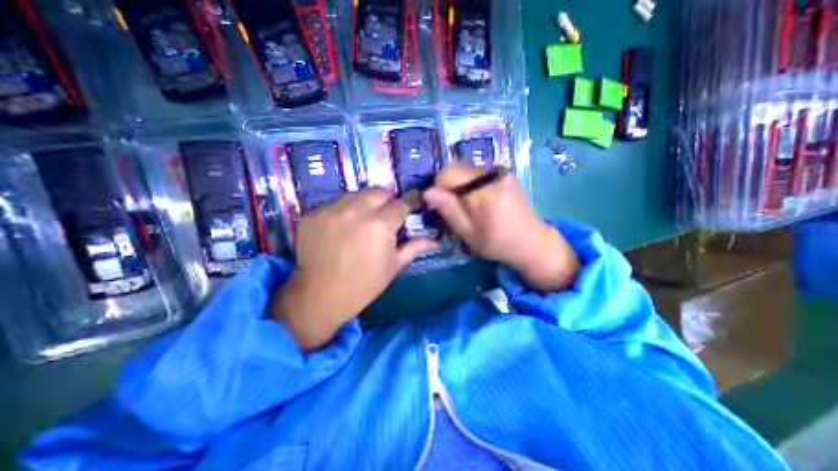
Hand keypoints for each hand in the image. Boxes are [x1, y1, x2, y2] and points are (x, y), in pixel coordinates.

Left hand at [269, 189, 439, 351]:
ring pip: (355, 195)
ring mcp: (331, 210)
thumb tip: (435, 240)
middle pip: (378, 192)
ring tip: (360, 223)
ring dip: (363, 205)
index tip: (414, 199)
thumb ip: (414, 247)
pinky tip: (339, 231)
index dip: (411, 200)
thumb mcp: (393, 266)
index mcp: (380, 225)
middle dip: (385, 201)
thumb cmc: (364, 284)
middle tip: (383, 217)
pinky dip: (342, 213)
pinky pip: (334, 205)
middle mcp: (356, 211)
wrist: (320, 297)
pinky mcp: (313, 215)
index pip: (402, 203)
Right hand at [423, 164, 580, 292]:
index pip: (449, 173)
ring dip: (460, 186)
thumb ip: (448, 210)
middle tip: (454, 208)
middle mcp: (493, 174)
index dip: (439, 187)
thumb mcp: (468, 233)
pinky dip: (471, 185)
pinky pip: (478, 173)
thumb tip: (428, 192)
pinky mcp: (505, 174)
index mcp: (484, 191)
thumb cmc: (498, 243)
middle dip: (449, 187)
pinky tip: (479, 201)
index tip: (441, 205)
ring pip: (466, 170)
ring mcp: (501, 172)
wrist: (532, 242)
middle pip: (457, 169)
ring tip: (468, 207)